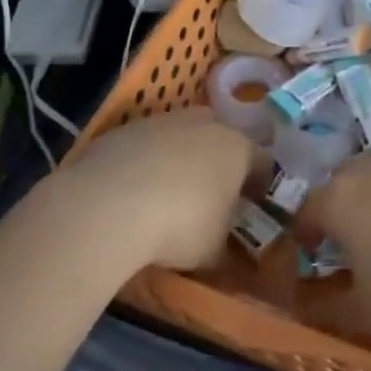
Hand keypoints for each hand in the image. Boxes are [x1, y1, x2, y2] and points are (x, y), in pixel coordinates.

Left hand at [63, 110, 252, 271]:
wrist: (109, 203)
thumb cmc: (180, 225)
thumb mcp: (213, 250)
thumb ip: (225, 245)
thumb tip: (224, 248)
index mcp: (238, 148)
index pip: (262, 162)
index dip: (259, 185)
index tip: (251, 206)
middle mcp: (207, 124)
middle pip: (222, 141)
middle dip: (219, 165)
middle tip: (210, 196)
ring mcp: (164, 121)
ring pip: (182, 137)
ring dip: (180, 160)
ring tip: (167, 195)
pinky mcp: (127, 127)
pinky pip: (147, 145)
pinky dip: (146, 163)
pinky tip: (133, 192)